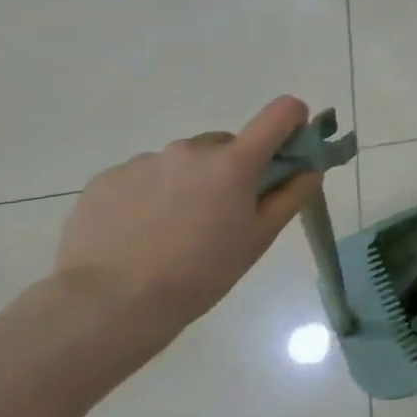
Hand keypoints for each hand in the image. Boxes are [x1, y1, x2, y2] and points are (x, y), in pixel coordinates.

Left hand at [53, 96, 322, 346]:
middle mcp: (190, 150)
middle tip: (223, 212)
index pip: (280, 113)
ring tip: (175, 228)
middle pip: (227, 144)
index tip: (289, 148)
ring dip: (190, 182)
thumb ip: (291, 195)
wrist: (110, 303)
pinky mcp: (107, 178)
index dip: (292, 122)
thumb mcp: (260, 238)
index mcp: (234, 162)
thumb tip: (310, 168)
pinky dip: (152, 194)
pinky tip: (142, 231)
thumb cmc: (202, 272)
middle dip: (232, 168)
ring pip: (183, 161)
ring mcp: (144, 161)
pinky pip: (145, 176)